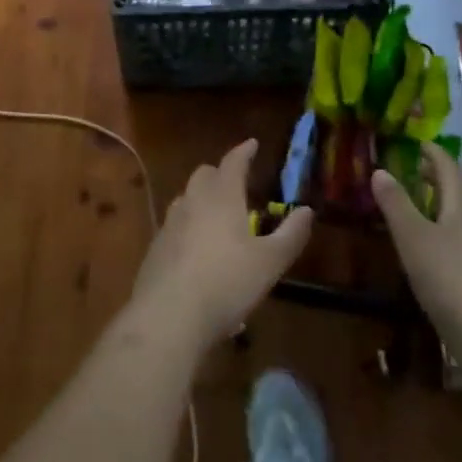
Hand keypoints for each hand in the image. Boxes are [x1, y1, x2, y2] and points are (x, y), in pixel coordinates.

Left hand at [130, 139, 312, 348]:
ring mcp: (169, 225)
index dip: (244, 152)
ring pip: (186, 200)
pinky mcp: (154, 250)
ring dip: (201, 201)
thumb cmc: (226, 283)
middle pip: (204, 176)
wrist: (168, 317)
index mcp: (221, 197)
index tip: (252, 144)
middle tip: (236, 184)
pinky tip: (199, 256)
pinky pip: (175, 229)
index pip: (233, 162)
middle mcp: (192, 202)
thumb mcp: (270, 263)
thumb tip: (307, 211)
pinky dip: (188, 230)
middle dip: (220, 175)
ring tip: (218, 219)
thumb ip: (290, 235)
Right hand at [372, 143, 461, 346]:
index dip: (431, 151)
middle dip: (437, 174)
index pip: (448, 165)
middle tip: (413, 169)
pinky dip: (449, 224)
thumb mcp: (411, 236)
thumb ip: (395, 202)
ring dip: (444, 200)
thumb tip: (381, 171)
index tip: (415, 143)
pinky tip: (437, 242)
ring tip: (421, 203)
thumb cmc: (445, 275)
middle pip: (459, 186)